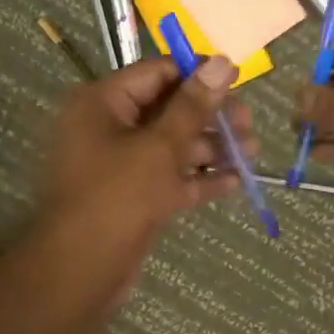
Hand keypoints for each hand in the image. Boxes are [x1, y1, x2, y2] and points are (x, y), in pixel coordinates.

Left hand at [40, 54, 253, 274]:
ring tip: (252, 152)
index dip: (199, 74)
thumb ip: (194, 106)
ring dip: (212, 148)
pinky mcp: (133, 196)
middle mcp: (109, 127)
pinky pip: (170, 178)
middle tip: (249, 124)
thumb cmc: (117, 197)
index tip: (238, 79)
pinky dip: (198, 178)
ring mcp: (121, 164)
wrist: (80, 271)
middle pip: (168, 110)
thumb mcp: (160, 147)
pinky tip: (235, 181)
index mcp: (103, 103)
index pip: (157, 73)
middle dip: (211, 117)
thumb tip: (223, 62)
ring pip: (172, 146)